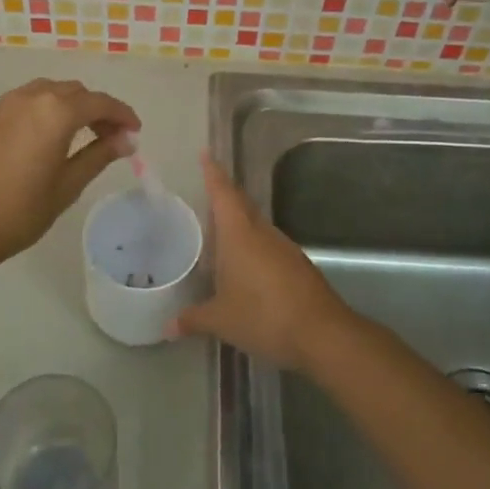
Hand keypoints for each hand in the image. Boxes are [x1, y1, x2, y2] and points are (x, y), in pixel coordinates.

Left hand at [0, 79, 139, 267]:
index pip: (100, 103)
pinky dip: (51, 109)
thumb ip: (99, 155)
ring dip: (74, 107)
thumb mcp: (68, 185)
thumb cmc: (20, 210)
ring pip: (53, 92)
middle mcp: (33, 96)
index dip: (122, 115)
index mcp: (56, 111)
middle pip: (77, 93)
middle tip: (113, 140)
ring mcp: (8, 103)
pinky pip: (32, 100)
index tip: (136, 133)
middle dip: (99, 110)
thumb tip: (126, 140)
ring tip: (85, 138)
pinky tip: (54, 137)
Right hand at [173, 151, 359, 369]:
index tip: (205, 154)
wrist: (322, 334)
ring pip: (257, 226)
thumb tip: (167, 326)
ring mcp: (284, 248)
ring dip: (239, 225)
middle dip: (224, 197)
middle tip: (205, 196)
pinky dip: (254, 248)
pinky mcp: (298, 266)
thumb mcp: (221, 320)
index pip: (223, 193)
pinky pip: (269, 246)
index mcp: (239, 234)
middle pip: (241, 205)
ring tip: (219, 234)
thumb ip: (193, 319)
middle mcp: (263, 233)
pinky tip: (245, 268)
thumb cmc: (263, 316)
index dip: (213, 173)